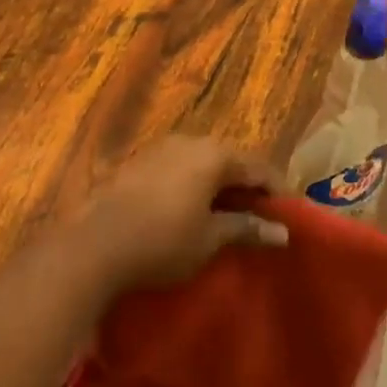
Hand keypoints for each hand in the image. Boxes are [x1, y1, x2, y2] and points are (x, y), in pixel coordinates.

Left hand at [78, 135, 288, 291]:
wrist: (94, 244)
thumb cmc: (162, 241)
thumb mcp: (210, 239)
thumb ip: (246, 228)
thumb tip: (282, 232)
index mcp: (214, 155)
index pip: (258, 166)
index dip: (278, 190)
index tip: (292, 215)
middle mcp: (190, 141)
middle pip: (230, 159)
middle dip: (248, 186)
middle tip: (262, 216)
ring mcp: (162, 148)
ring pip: (203, 162)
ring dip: (220, 185)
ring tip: (229, 215)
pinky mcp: (140, 161)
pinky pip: (180, 167)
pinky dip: (195, 185)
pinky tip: (193, 209)